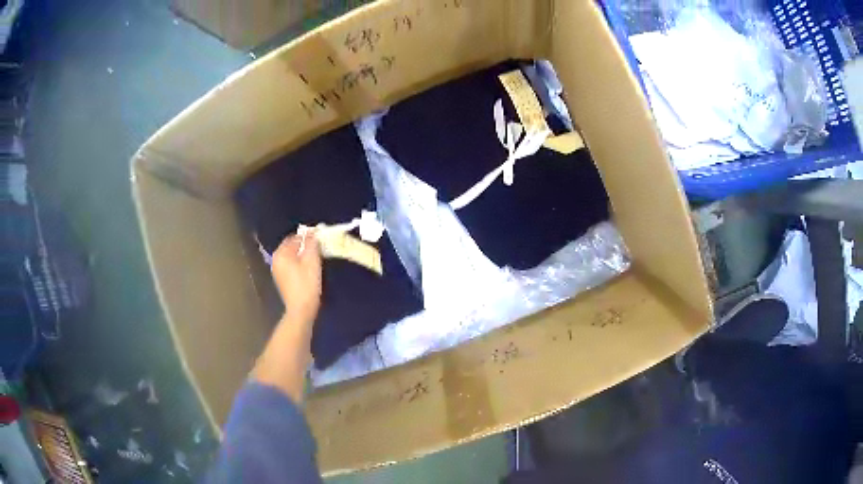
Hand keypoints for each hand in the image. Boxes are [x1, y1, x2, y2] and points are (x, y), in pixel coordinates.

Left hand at [271, 232, 321, 325]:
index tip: (320, 241)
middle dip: (305, 246)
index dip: (308, 237)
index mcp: (281, 253)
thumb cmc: (307, 283)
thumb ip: (312, 242)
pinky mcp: (282, 280)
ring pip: (291, 256)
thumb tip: (312, 231)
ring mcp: (277, 271)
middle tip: (319, 250)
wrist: (301, 309)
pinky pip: (290, 266)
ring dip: (302, 255)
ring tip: (315, 261)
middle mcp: (276, 259)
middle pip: (292, 246)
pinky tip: (308, 271)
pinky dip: (298, 265)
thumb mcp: (312, 260)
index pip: (295, 237)